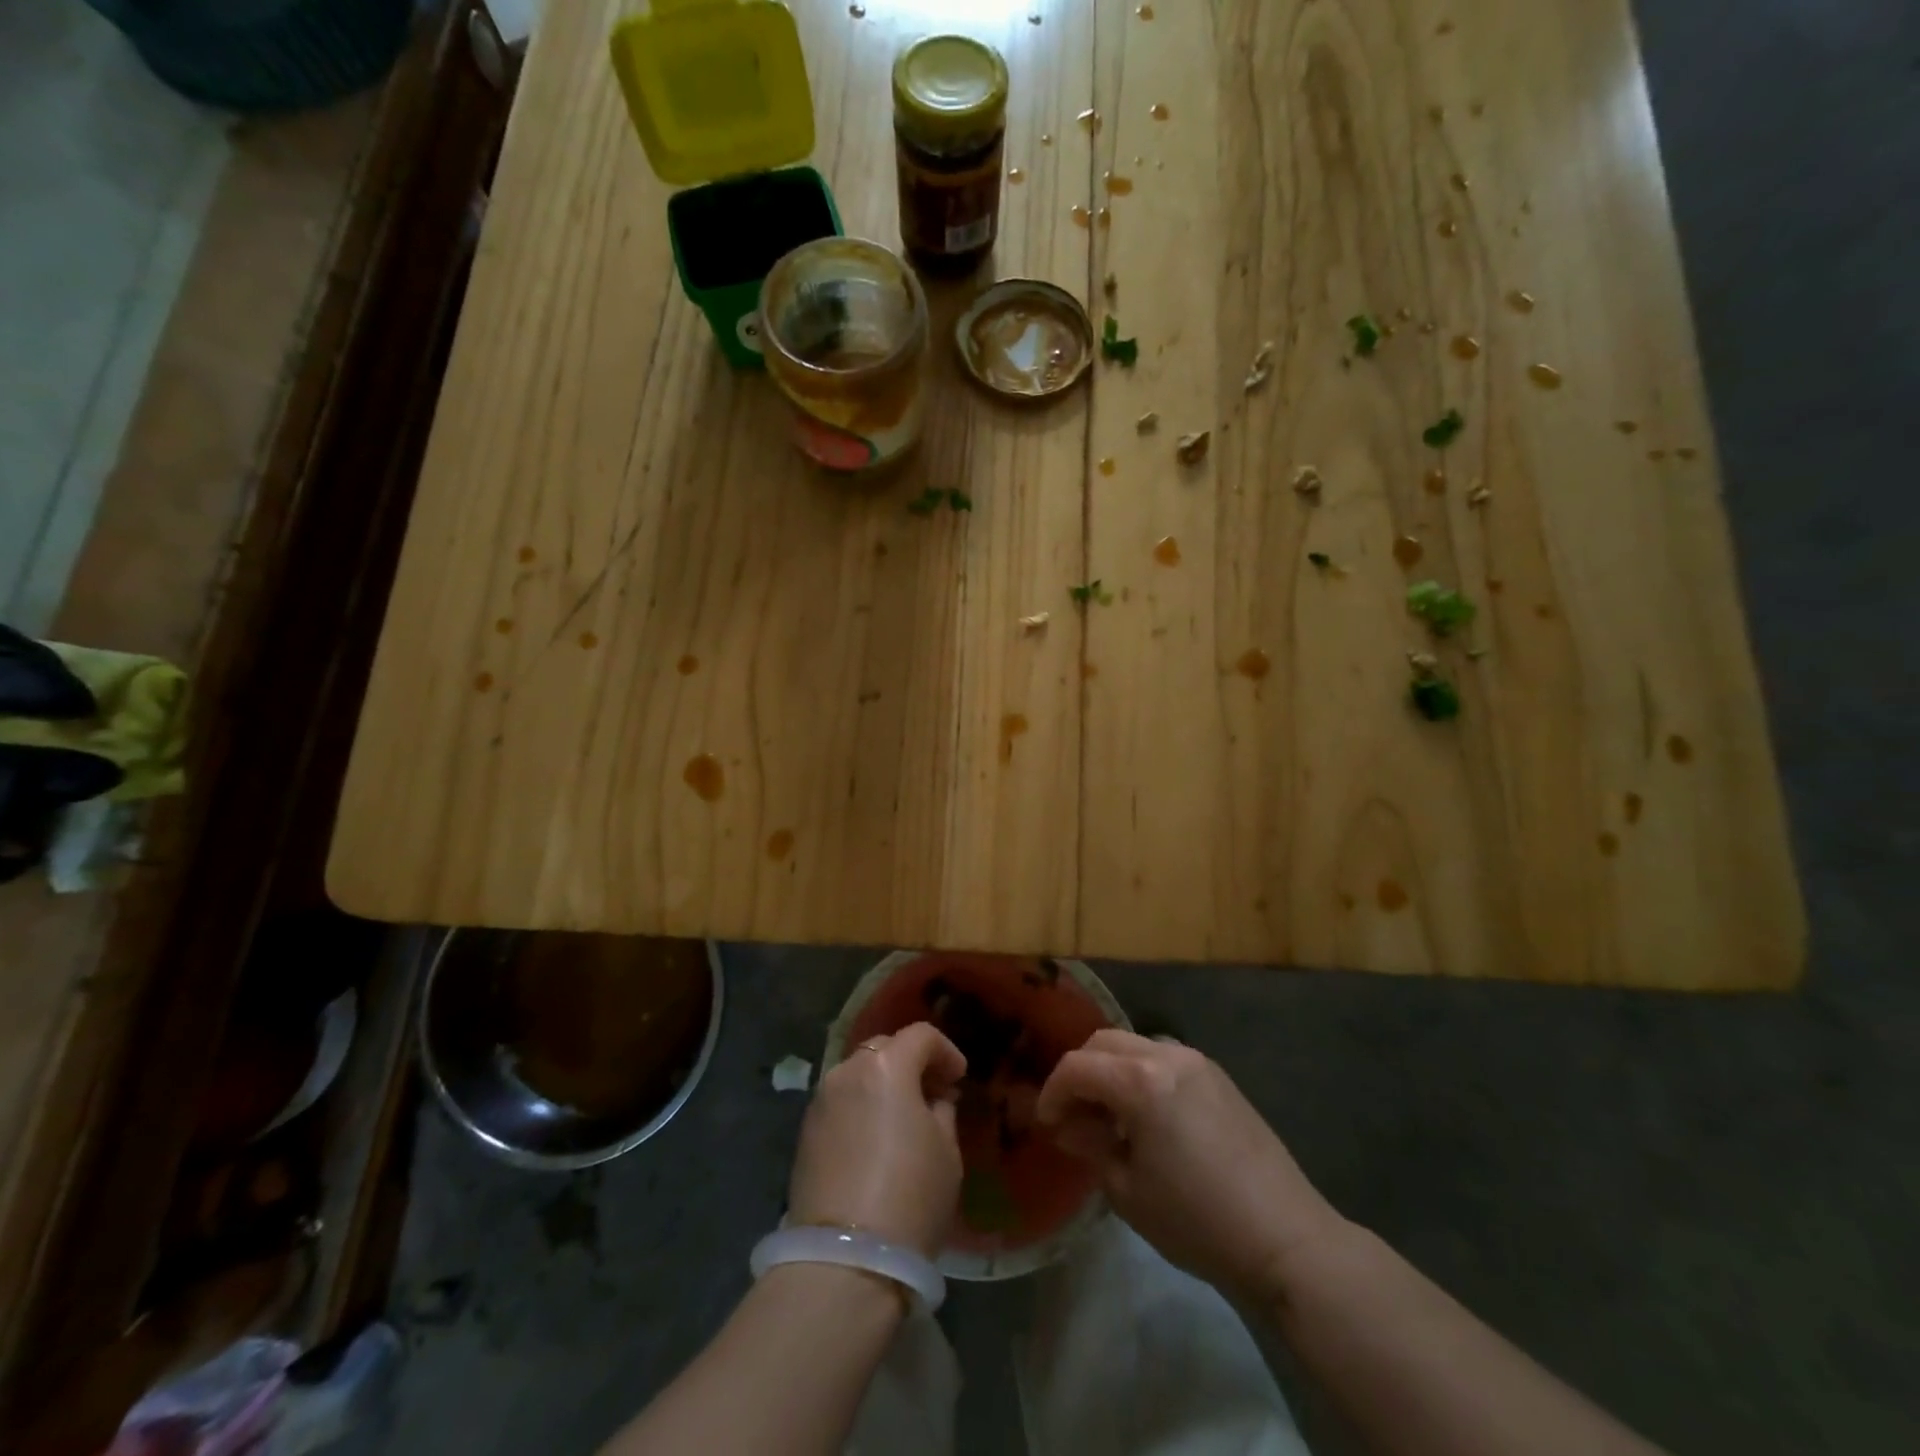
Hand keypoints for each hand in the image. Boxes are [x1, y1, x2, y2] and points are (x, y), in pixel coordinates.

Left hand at [790, 1023, 967, 1255]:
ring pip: (858, 1075)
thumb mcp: (946, 1151)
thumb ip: (942, 1111)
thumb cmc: (910, 1196)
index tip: (959, 1078)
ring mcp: (821, 1101)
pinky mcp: (804, 1133)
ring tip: (903, 1118)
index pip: (921, 1036)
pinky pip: (841, 1104)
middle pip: (884, 1049)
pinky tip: (875, 1140)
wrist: (844, 1259)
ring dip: (883, 1086)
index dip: (946, 1051)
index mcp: (886, 1065)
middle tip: (933, 1093)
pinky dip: (861, 1108)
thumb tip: (934, 1099)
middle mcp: (848, 1071)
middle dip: (911, 1063)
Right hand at [1036, 1030, 1343, 1297]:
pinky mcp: (1218, 1077)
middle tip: (1071, 1114)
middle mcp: (1167, 1055)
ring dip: (1111, 1070)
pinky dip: (1141, 1074)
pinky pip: (1164, 1059)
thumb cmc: (1196, 1220)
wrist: (1285, 1238)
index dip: (1053, 1092)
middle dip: (1079, 1072)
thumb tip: (1069, 1126)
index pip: (1077, 1067)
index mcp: (1141, 1080)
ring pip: (1135, 1045)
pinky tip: (1145, 1116)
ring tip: (1107, 1116)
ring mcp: (1197, 1061)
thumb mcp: (1128, 1190)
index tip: (1045, 1123)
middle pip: (1103, 1042)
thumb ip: (1091, 1145)